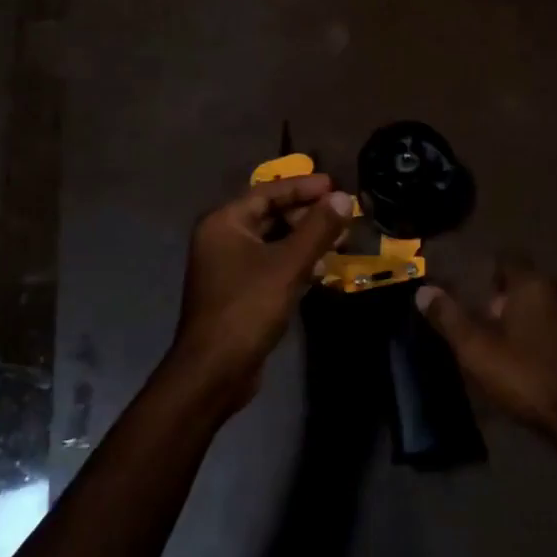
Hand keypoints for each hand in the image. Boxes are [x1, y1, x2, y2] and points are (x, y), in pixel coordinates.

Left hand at [166, 175, 352, 413]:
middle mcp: (222, 238)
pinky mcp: (239, 291)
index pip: (268, 191)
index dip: (303, 187)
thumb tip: (342, 198)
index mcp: (225, 223)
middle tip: (343, 217)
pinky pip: (271, 264)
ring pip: (273, 241)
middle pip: (270, 214)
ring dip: (305, 240)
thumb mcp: (288, 265)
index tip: (335, 185)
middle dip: (308, 215)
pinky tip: (321, 270)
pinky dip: (295, 262)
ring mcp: (228, 266)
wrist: (214, 371)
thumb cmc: (247, 309)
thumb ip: (317, 229)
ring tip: (341, 241)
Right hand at [417, 257, 556, 473]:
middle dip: (510, 301)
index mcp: (533, 285)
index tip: (473, 293)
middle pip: (530, 285)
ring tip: (517, 350)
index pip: (507, 259)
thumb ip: (449, 318)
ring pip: (553, 310)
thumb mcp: (478, 351)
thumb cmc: (530, 379)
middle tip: (489, 327)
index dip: (488, 272)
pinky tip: (548, 368)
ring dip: (535, 322)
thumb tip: (423, 290)